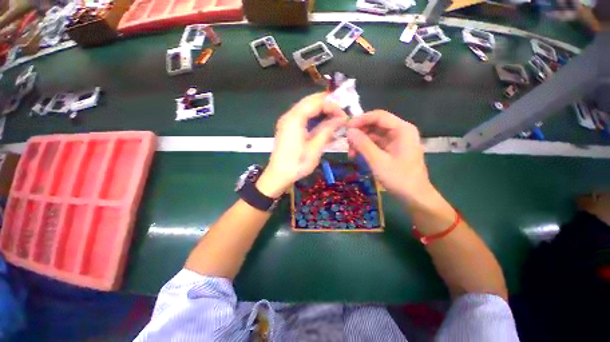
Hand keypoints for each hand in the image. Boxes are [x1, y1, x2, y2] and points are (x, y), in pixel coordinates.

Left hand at [256, 93, 347, 197]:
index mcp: (295, 119)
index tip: (344, 115)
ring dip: (321, 111)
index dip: (332, 105)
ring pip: (307, 109)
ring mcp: (287, 121)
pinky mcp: (287, 128)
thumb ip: (327, 130)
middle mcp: (289, 115)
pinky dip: (314, 118)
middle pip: (310, 102)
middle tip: (341, 113)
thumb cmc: (297, 164)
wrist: (278, 176)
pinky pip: (303, 117)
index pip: (316, 102)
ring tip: (335, 118)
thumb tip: (342, 118)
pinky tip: (323, 125)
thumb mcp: (315, 148)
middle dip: (327, 105)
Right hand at [346, 110, 434, 204]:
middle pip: (375, 125)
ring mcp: (396, 141)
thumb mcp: (378, 161)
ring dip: (360, 142)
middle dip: (359, 133)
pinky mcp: (392, 149)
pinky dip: (365, 148)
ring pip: (373, 135)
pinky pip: (375, 144)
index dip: (360, 120)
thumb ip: (363, 144)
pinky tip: (357, 156)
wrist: (415, 197)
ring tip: (351, 154)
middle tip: (347, 144)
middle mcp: (400, 131)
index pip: (378, 116)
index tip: (346, 128)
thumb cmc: (399, 178)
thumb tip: (348, 131)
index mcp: (402, 130)